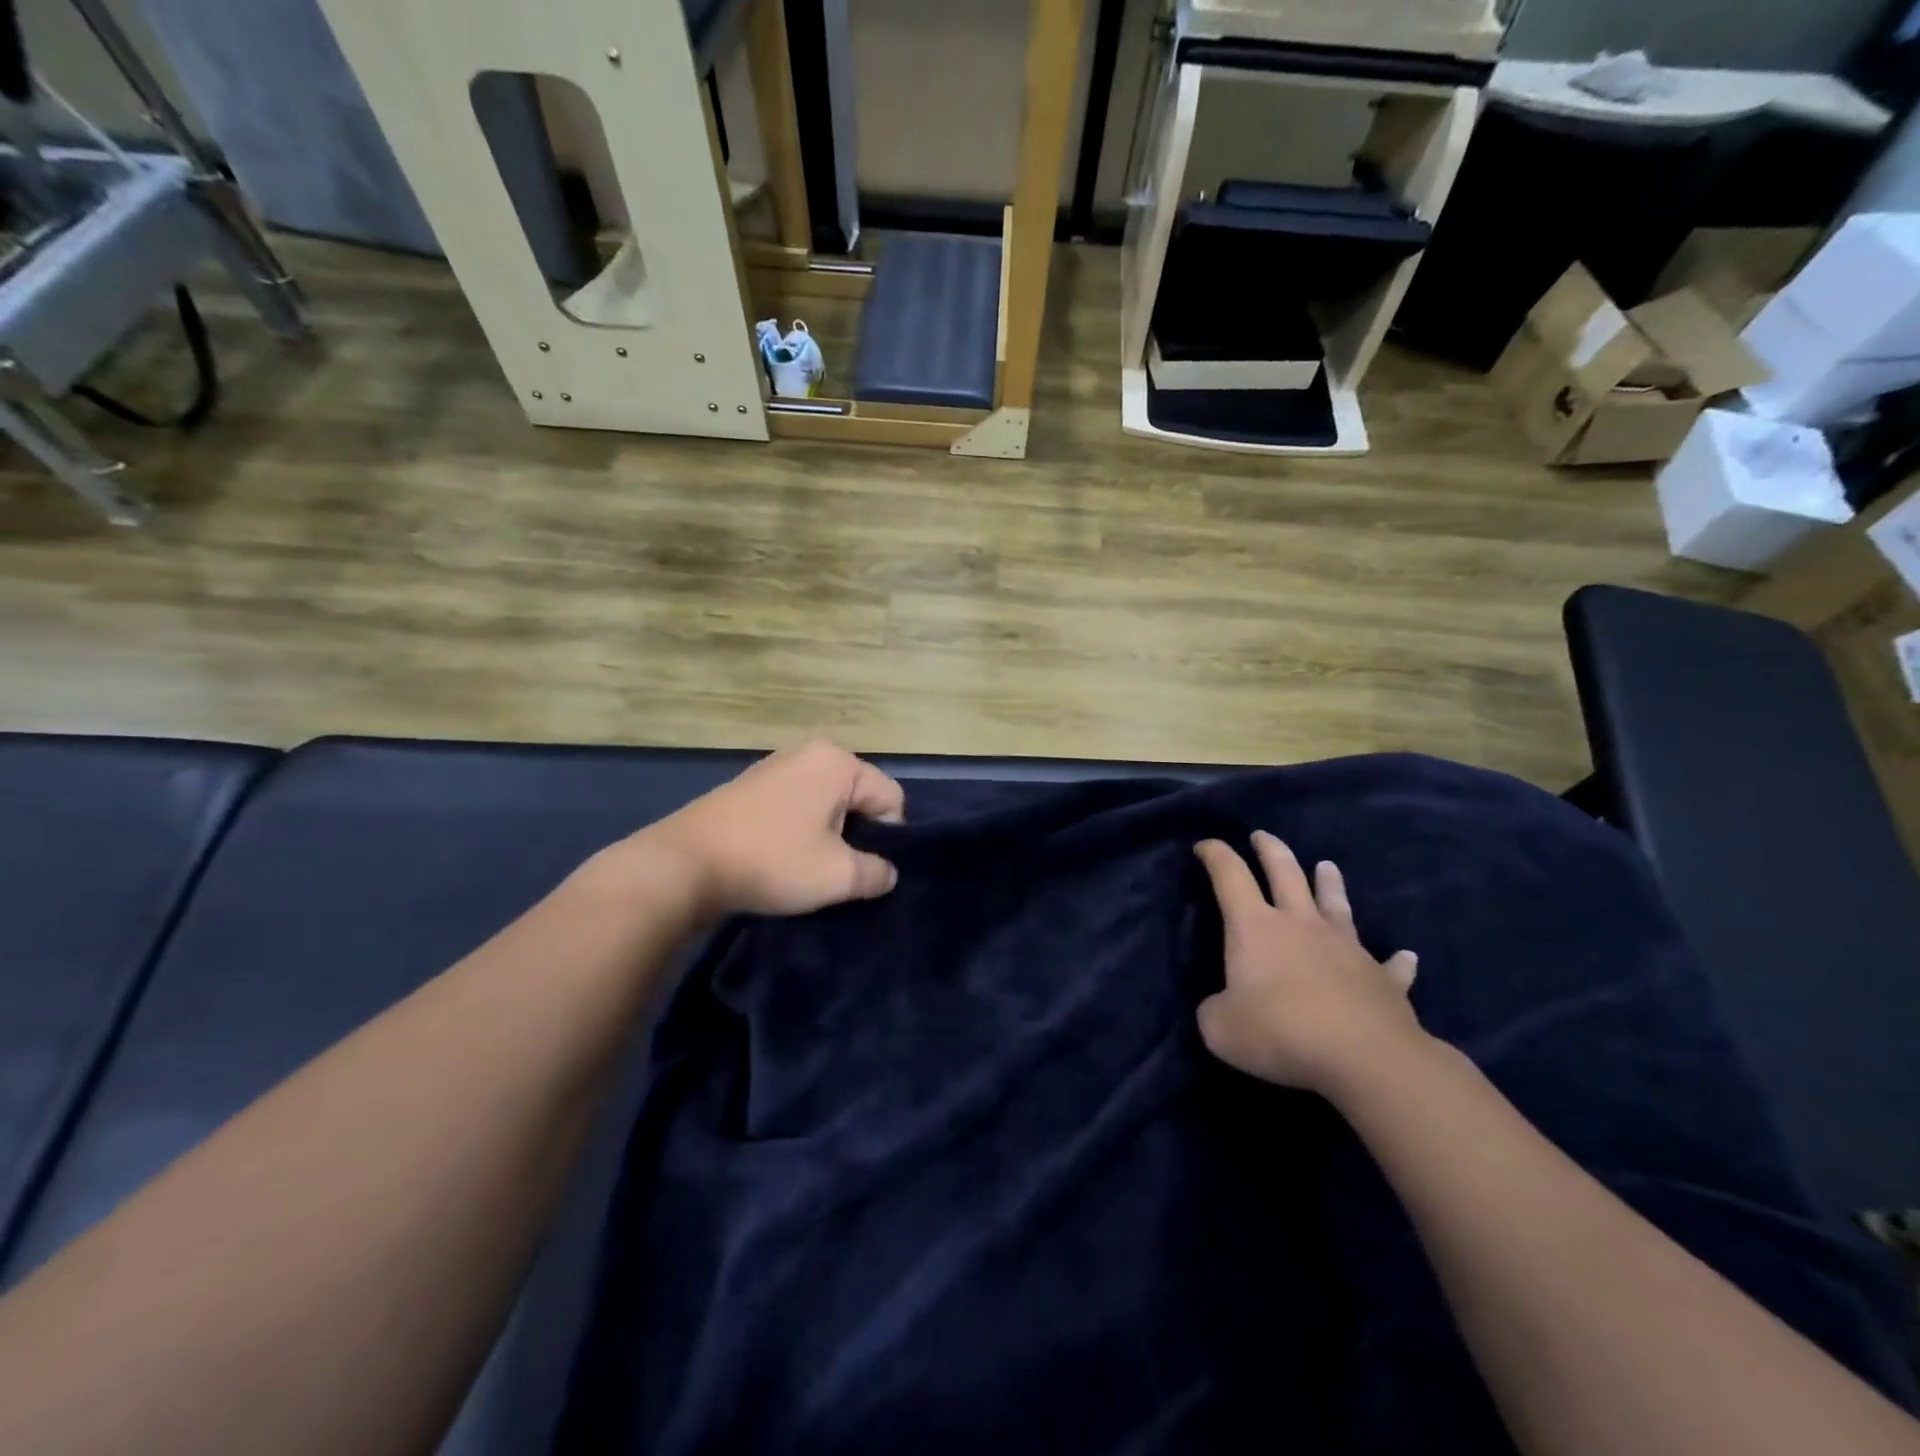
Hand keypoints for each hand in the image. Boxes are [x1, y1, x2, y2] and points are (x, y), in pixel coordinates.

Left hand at [637, 740, 905, 918]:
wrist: (682, 866)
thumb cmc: (771, 862)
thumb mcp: (838, 877)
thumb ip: (877, 873)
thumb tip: (886, 872)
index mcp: (838, 762)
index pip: (891, 798)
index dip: (887, 838)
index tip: (862, 869)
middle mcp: (810, 752)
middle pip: (859, 798)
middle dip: (856, 835)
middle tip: (835, 871)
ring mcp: (776, 766)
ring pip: (827, 804)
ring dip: (827, 836)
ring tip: (806, 868)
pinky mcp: (751, 786)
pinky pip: (796, 806)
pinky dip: (798, 831)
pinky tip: (780, 857)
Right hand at [1194, 832, 1424, 1096]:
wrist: (1366, 1058)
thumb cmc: (1282, 1033)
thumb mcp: (1221, 1028)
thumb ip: (1215, 1010)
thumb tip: (1222, 1007)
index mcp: (1256, 927)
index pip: (1230, 877)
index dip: (1215, 855)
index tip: (1205, 845)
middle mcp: (1301, 925)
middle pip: (1285, 873)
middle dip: (1270, 850)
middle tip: (1261, 836)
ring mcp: (1347, 948)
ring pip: (1336, 904)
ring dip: (1330, 884)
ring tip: (1327, 867)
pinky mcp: (1384, 979)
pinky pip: (1390, 966)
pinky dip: (1396, 961)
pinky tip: (1406, 956)